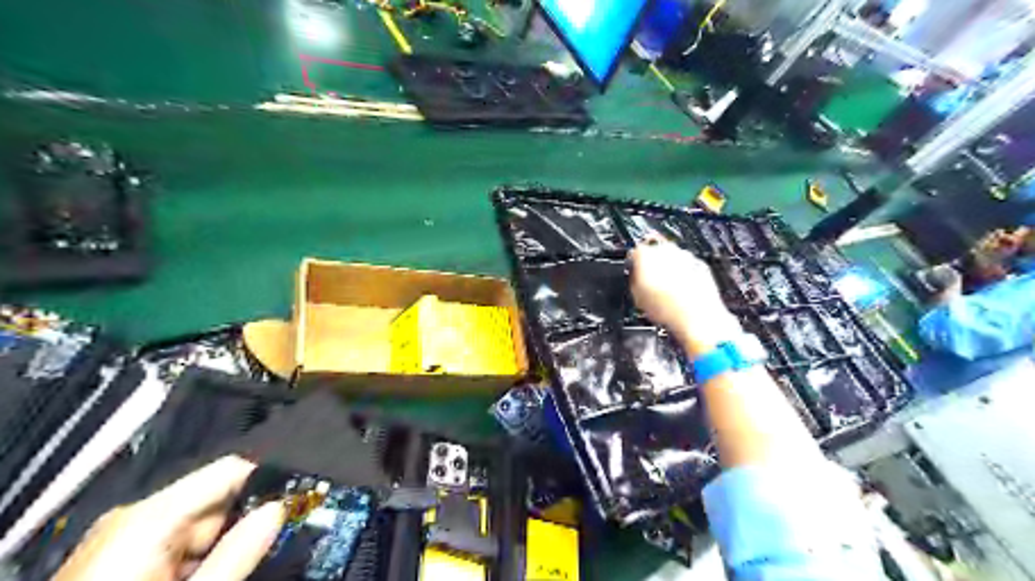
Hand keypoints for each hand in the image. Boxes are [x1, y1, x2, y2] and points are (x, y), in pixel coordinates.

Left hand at [53, 459, 280, 580]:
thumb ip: (238, 551)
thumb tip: (279, 510)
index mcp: (149, 515)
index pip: (229, 469)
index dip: (268, 480)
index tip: (297, 498)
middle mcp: (133, 517)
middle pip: (217, 500)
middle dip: (242, 523)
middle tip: (262, 550)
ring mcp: (121, 537)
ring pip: (199, 525)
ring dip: (220, 545)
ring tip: (222, 575)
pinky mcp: (116, 557)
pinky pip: (175, 543)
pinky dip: (195, 558)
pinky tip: (200, 579)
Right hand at [627, 239, 739, 354]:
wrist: (697, 317)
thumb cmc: (667, 308)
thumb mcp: (636, 296)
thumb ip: (634, 280)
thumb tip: (635, 277)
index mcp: (646, 254)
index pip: (635, 252)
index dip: (634, 265)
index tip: (635, 275)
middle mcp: (666, 250)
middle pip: (655, 252)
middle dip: (653, 265)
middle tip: (651, 284)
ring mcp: (686, 256)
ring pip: (673, 259)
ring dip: (669, 270)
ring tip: (667, 292)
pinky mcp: (701, 265)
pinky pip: (688, 267)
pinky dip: (685, 276)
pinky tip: (682, 293)